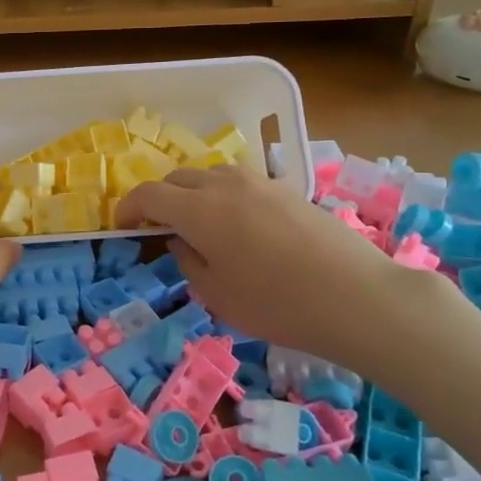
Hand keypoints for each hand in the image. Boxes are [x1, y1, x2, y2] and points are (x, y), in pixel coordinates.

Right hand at [114, 164, 424, 362]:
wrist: (358, 297)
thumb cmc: (278, 304)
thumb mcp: (217, 295)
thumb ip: (188, 261)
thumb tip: (182, 240)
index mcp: (199, 208)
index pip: (149, 194)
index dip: (128, 208)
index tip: (123, 227)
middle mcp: (225, 184)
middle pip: (178, 178)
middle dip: (161, 199)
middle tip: (160, 230)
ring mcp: (260, 182)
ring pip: (210, 176)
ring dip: (193, 194)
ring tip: (200, 227)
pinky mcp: (287, 189)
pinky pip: (240, 184)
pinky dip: (223, 197)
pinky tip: (239, 228)